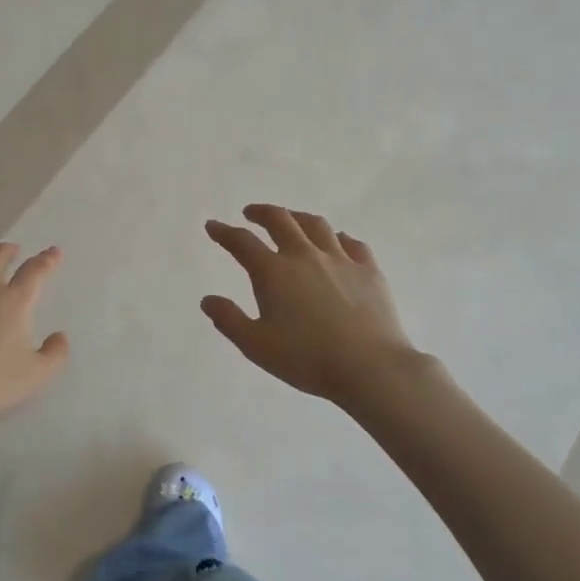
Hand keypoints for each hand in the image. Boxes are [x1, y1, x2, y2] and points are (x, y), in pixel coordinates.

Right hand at [202, 205, 424, 403]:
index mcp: (274, 271)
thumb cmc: (307, 358)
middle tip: (251, 213)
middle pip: (280, 220)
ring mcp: (340, 260)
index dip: (224, 232)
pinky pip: (353, 244)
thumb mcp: (256, 346)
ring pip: (316, 225)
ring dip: (298, 217)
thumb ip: (229, 320)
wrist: (371, 368)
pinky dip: (339, 238)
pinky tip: (337, 243)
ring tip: (291, 220)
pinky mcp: (369, 271)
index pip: (242, 242)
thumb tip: (208, 300)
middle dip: (261, 213)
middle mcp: (304, 255)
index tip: (212, 226)